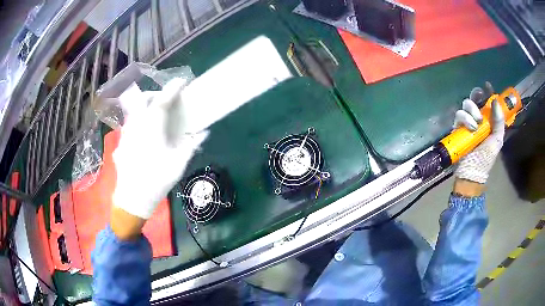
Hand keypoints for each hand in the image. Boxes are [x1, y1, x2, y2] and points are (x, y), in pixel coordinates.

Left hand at [112, 78, 207, 221]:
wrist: (133, 197)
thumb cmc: (157, 178)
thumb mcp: (179, 163)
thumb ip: (191, 145)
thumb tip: (202, 133)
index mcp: (151, 125)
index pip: (163, 99)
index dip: (173, 88)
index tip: (182, 81)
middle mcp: (136, 124)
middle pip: (143, 99)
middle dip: (154, 95)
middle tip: (165, 101)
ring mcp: (126, 133)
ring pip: (134, 111)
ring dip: (145, 108)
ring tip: (154, 118)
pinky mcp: (121, 143)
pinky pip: (129, 126)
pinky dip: (138, 123)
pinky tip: (143, 137)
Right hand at [452, 98, 504, 195]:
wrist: (472, 173)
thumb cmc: (486, 159)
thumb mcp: (497, 141)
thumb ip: (499, 122)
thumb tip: (496, 101)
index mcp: (488, 121)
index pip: (487, 102)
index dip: (487, 92)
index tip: (487, 86)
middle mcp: (477, 118)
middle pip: (474, 98)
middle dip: (477, 96)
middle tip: (480, 102)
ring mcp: (467, 122)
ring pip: (466, 104)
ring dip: (472, 110)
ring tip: (477, 123)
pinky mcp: (458, 127)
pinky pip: (459, 114)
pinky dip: (465, 118)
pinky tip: (471, 128)